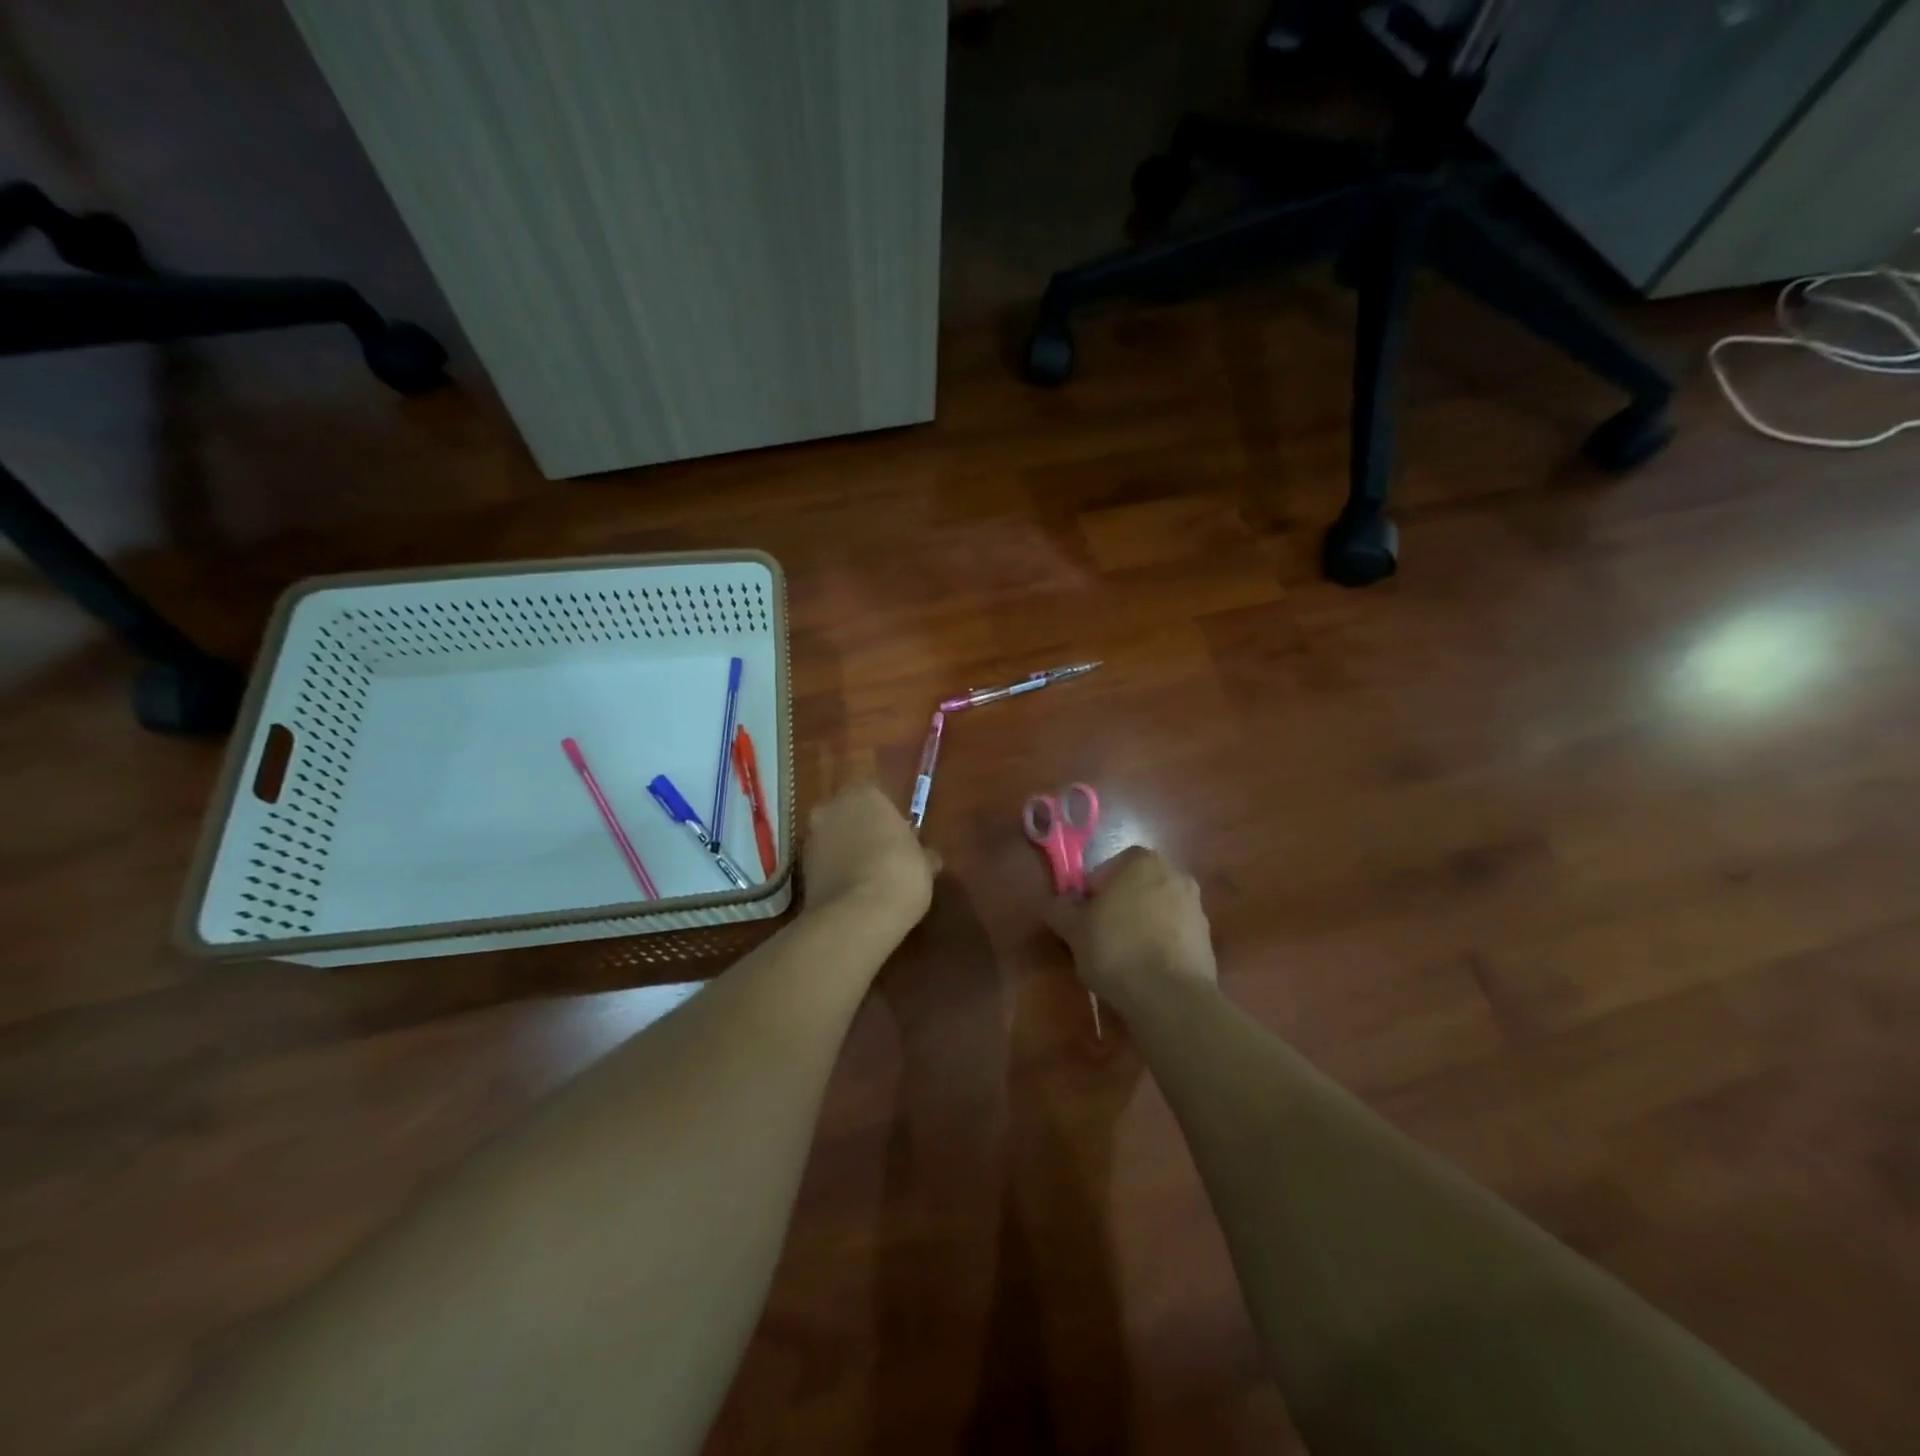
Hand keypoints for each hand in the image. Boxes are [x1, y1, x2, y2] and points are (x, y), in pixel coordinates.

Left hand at [802, 780, 940, 930]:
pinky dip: (834, 872)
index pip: (874, 795)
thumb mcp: (924, 863)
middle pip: (847, 814)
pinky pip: (823, 864)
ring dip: (844, 852)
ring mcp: (811, 838)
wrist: (857, 916)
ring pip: (831, 839)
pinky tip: (852, 892)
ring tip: (867, 878)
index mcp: (864, 794)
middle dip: (860, 830)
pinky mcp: (800, 869)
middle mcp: (831, 808)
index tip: (898, 837)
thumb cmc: (900, 874)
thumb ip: (921, 853)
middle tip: (881, 854)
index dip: (885, 817)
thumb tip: (928, 858)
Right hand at [1045, 847, 1216, 1011]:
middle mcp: (1174, 873)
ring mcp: (1196, 906)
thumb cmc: (1117, 950)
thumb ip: (1060, 908)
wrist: (1172, 998)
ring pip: (1155, 911)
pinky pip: (1173, 934)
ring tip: (1124, 959)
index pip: (1105, 870)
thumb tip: (1057, 902)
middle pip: (1134, 888)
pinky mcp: (1207, 938)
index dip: (1091, 896)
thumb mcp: (1073, 929)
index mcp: (1141, 861)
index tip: (1084, 922)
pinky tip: (1146, 971)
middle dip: (1118, 908)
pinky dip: (1160, 945)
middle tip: (1101, 938)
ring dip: (1140, 926)